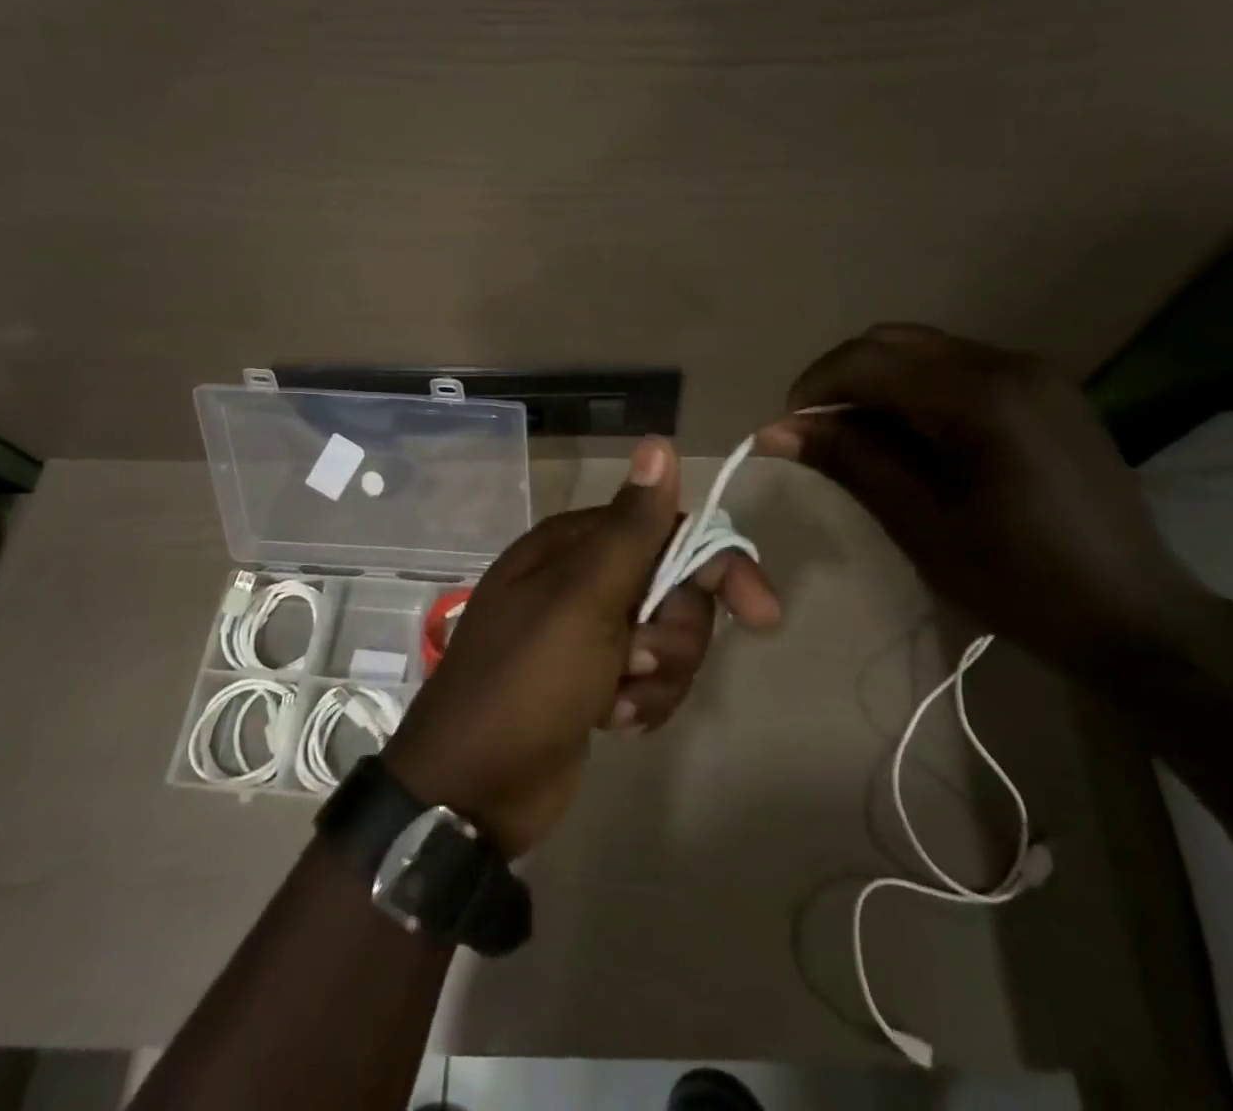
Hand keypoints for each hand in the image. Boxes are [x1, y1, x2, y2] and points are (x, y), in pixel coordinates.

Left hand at [382, 438, 779, 854]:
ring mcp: (590, 633)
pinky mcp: (597, 680)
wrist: (471, 790)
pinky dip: (642, 703)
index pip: (670, 531)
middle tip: (637, 661)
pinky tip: (611, 723)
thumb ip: (630, 527)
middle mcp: (585, 579)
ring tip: (616, 703)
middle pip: (676, 589)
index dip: (718, 565)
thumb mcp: (583, 600)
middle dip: (673, 635)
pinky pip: (651, 678)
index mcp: (576, 546)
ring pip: (669, 638)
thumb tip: (660, 442)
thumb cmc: (527, 682)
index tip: (761, 614)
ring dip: (657, 677)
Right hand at [757, 323, 1220, 674]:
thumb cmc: (1020, 582)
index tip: (788, 430)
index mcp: (978, 399)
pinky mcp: (1047, 389)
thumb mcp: (922, 527)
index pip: (867, 361)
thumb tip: (777, 429)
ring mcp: (1034, 372)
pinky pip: (960, 366)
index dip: (815, 388)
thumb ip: (851, 463)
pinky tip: (915, 437)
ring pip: (925, 349)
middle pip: (893, 341)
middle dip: (842, 378)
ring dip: (878, 381)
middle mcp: (1007, 364)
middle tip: (820, 434)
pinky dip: (918, 388)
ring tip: (862, 439)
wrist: (1137, 614)